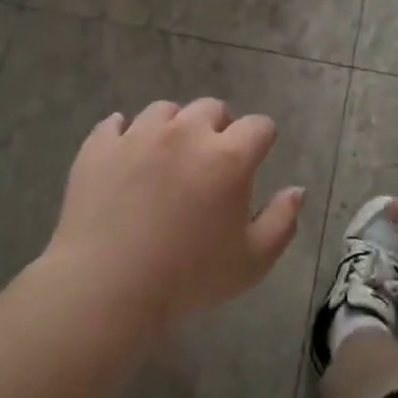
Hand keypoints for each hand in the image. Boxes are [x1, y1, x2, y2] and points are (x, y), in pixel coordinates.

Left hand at [45, 98, 304, 332]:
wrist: (106, 289)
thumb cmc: (188, 279)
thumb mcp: (252, 261)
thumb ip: (282, 221)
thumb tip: (297, 189)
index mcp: (228, 156)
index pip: (259, 126)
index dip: (261, 141)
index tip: (254, 161)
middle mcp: (185, 133)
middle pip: (212, 108)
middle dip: (218, 129)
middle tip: (210, 163)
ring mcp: (139, 134)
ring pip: (165, 111)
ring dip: (174, 127)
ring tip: (167, 159)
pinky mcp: (100, 146)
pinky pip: (116, 124)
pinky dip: (125, 135)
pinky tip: (126, 156)